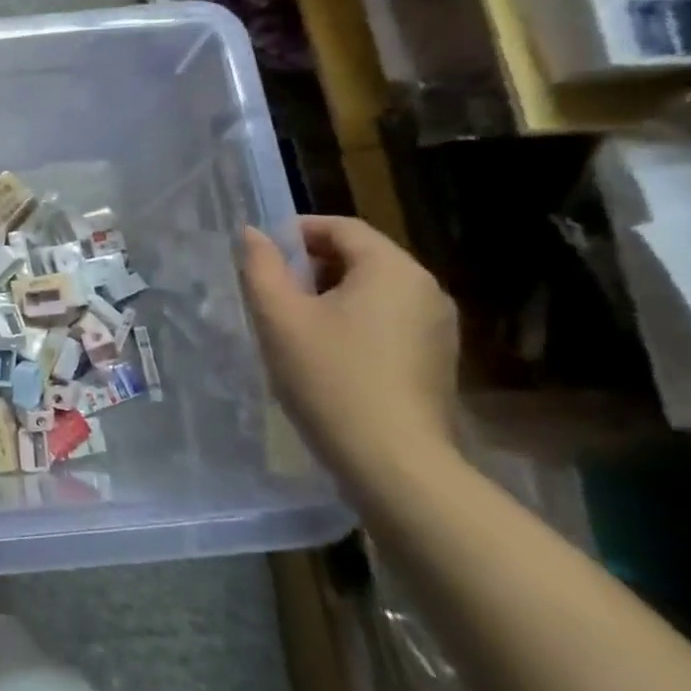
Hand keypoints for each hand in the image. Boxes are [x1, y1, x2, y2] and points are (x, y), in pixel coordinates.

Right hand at [240, 216, 458, 484]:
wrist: (394, 464)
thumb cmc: (330, 378)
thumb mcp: (279, 317)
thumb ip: (261, 266)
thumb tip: (253, 233)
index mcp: (392, 269)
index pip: (341, 227)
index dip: (296, 232)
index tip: (261, 255)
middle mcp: (425, 289)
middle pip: (360, 256)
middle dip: (311, 265)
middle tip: (272, 291)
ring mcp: (438, 328)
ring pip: (373, 291)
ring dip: (331, 295)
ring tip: (293, 324)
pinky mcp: (437, 360)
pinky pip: (388, 321)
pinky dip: (354, 321)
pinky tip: (326, 353)